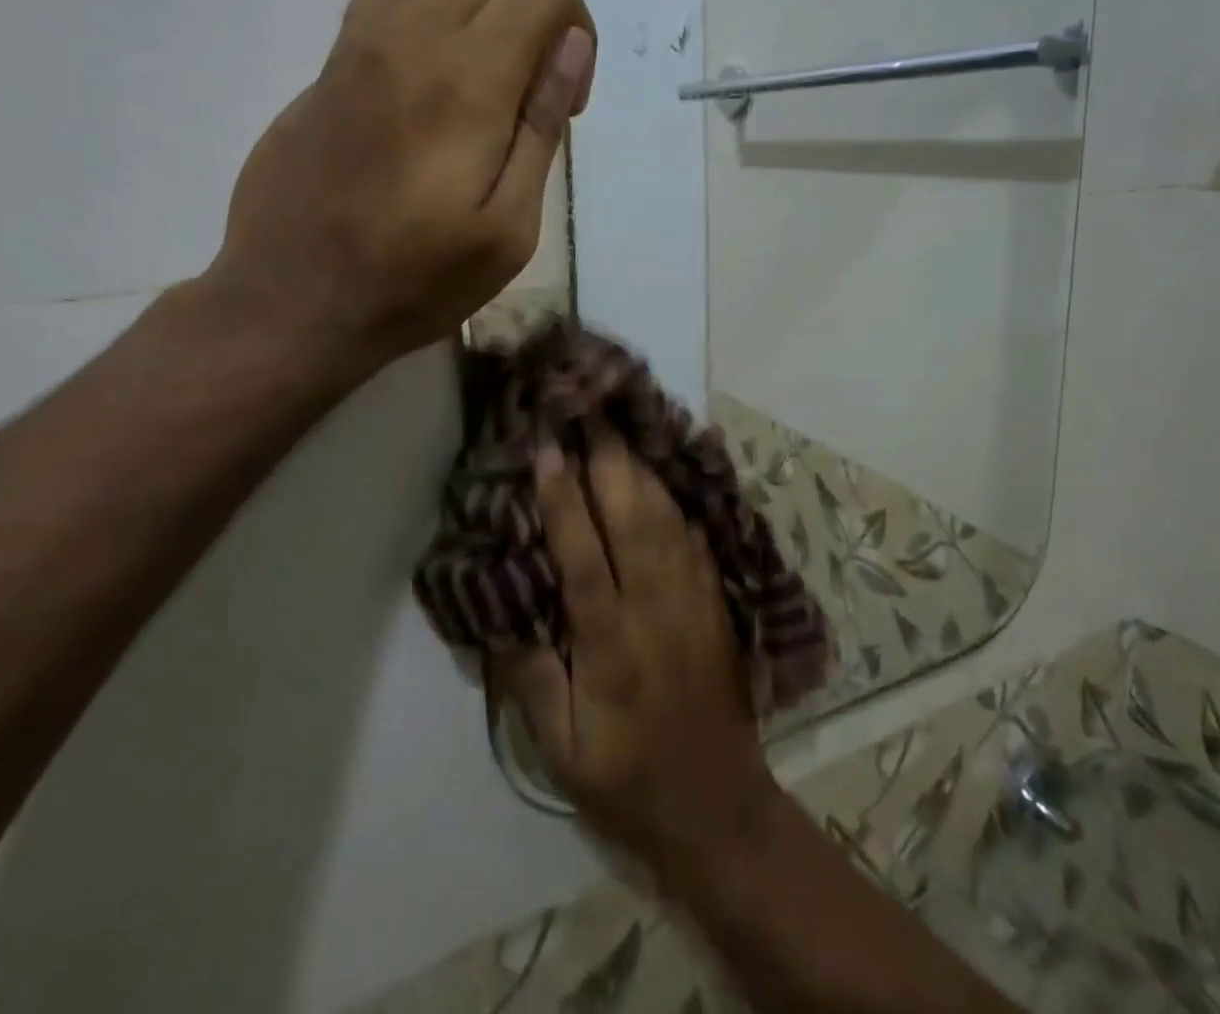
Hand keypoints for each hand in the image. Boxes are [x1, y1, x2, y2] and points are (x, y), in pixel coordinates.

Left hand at [202, 0, 595, 381]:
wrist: (296, 299)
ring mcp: (362, 37)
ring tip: (486, 68)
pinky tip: (434, 63)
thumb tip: (571, 45)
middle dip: (538, 9)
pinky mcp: (332, 55)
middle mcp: (413, 35)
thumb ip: (541, 126)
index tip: (568, 100)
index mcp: (468, 82)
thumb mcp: (508, 229)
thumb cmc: (416, 280)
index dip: (578, 30)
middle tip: (531, 90)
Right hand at [500, 438, 785, 878]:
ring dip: (642, 469)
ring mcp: (693, 601)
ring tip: (620, 429)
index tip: (547, 448)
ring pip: (667, 519)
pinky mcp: (715, 604)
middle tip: (589, 412)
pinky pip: (694, 539)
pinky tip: (663, 478)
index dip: (563, 498)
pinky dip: (676, 502)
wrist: (717, 807)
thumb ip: (531, 677)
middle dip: (609, 460)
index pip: (583, 555)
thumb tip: (502, 610)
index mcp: (610, 643)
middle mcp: (655, 609)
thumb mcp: (561, 749)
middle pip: (632, 518)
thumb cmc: (626, 780)